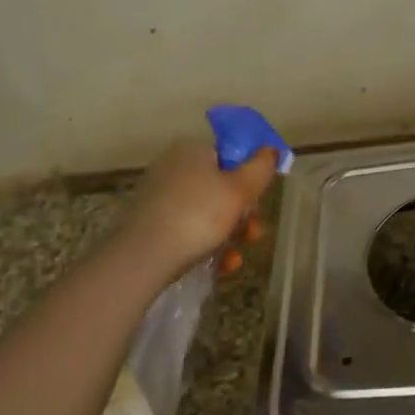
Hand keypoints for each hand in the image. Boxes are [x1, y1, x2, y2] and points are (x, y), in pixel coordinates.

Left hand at [115, 140, 277, 281]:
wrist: (144, 255)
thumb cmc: (198, 216)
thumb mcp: (239, 190)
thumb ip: (261, 168)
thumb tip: (271, 149)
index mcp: (192, 151)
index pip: (229, 157)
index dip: (249, 180)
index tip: (258, 204)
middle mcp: (173, 168)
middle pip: (219, 187)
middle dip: (242, 214)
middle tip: (253, 234)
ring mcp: (159, 196)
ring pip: (206, 212)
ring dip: (229, 235)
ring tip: (236, 257)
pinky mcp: (150, 223)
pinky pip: (187, 229)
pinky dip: (207, 245)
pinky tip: (220, 266)